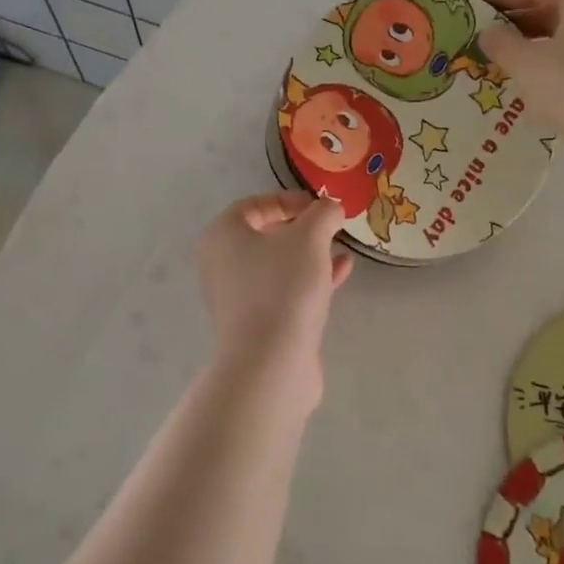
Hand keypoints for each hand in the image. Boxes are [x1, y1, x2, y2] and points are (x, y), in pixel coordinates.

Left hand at [197, 191, 352, 402]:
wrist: (271, 363)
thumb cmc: (283, 286)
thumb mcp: (310, 238)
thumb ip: (323, 214)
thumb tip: (331, 208)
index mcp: (222, 235)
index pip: (254, 205)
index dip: (289, 200)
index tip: (320, 207)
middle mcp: (222, 263)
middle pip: (265, 235)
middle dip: (302, 229)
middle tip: (331, 228)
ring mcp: (237, 297)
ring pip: (277, 264)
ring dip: (309, 254)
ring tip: (340, 248)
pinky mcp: (256, 324)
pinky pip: (284, 290)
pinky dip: (310, 279)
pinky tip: (341, 273)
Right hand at [478, 0, 563, 195]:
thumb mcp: (526, 61)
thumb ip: (501, 42)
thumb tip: (488, 34)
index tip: (474, 7)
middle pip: (552, 10)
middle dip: (513, 23)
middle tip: (478, 38)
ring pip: (560, 41)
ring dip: (526, 50)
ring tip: (491, 64)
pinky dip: (542, 73)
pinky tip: (517, 89)